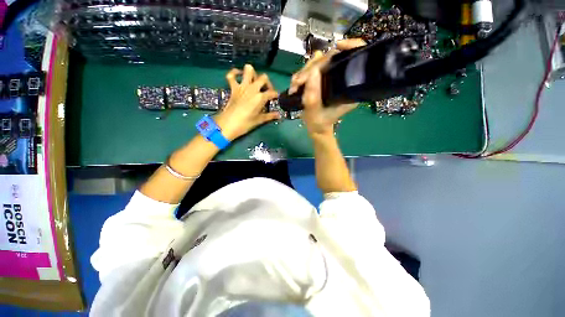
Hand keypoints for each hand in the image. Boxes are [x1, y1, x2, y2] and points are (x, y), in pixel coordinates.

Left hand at [215, 64, 279, 140]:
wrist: (228, 124)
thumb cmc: (245, 123)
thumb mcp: (259, 120)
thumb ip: (270, 116)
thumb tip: (279, 115)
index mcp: (260, 97)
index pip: (272, 93)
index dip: (275, 95)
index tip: (275, 98)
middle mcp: (252, 88)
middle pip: (263, 78)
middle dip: (267, 83)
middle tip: (266, 91)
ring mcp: (242, 86)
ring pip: (249, 70)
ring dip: (253, 74)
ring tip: (255, 82)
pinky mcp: (233, 87)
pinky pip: (231, 75)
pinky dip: (235, 73)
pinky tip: (239, 75)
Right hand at [289, 39, 365, 136]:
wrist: (317, 128)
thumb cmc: (319, 123)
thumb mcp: (314, 113)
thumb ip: (312, 95)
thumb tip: (312, 71)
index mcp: (349, 87)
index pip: (355, 58)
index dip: (351, 46)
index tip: (337, 46)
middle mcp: (342, 80)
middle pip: (331, 59)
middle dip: (311, 67)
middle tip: (299, 82)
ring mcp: (330, 79)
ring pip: (318, 63)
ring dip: (303, 72)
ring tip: (295, 86)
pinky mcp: (322, 80)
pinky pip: (311, 70)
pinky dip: (301, 76)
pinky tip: (295, 85)